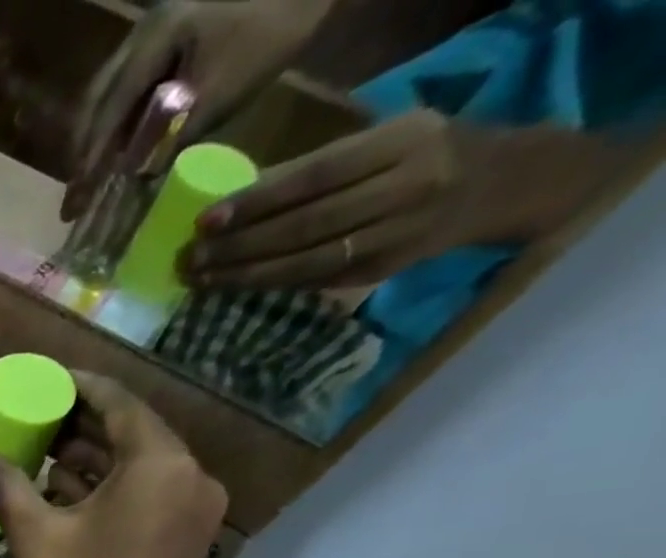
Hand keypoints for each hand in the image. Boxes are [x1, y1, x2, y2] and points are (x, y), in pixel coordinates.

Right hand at [0, 373, 226, 557]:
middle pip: (133, 433)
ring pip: (138, 466)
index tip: (44, 377)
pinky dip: (107, 487)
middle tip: (35, 413)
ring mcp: (192, 512)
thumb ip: (11, 489)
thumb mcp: (35, 538)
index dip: (78, 386)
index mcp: (161, 466)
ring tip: (41, 448)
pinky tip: (63, 488)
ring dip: (92, 457)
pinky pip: (144, 495)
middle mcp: (190, 478)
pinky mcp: (182, 541)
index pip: (120, 404)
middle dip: (82, 423)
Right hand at [65, 0, 330, 221]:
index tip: (75, 201)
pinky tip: (119, 150)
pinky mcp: (168, 37)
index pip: (108, 112)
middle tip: (75, 198)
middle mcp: (142, 33)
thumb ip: (174, 138)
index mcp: (153, 40)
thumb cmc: (273, 26)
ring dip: (96, 141)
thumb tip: (138, 182)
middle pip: (96, 102)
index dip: (89, 161)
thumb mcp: (222, 92)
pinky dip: (116, 124)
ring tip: (91, 180)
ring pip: (107, 96)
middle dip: (83, 154)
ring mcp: (153, 32)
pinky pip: (127, 88)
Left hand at [186, 110, 501, 289]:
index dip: (255, 202)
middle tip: (191, 259)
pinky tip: (235, 287)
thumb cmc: (423, 153)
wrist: (496, 183)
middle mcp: (403, 188)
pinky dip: (270, 285)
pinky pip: (313, 281)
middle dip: (239, 246)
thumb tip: (239, 196)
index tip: (206, 220)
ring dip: (245, 274)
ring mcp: (393, 235)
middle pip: (303, 225)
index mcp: (402, 143)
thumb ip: (317, 166)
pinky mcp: (380, 271)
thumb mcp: (383, 140)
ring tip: (201, 279)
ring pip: (305, 262)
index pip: (313, 177)